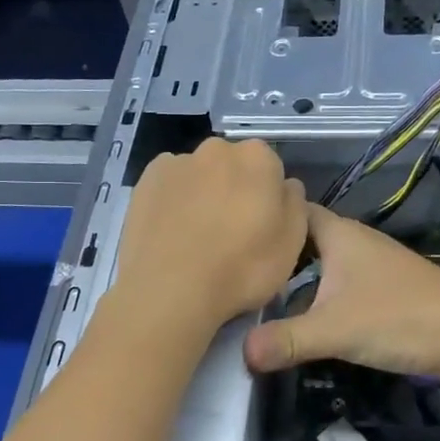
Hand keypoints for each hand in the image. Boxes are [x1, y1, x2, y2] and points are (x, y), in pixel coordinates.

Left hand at [109, 139, 307, 339]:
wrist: (170, 290)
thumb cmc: (242, 268)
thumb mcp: (292, 244)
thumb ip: (294, 204)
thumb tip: (286, 186)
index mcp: (258, 158)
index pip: (271, 170)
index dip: (268, 200)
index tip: (261, 228)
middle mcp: (217, 149)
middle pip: (234, 168)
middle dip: (235, 191)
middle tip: (230, 234)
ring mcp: (177, 162)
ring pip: (199, 176)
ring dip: (203, 196)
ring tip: (196, 239)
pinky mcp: (145, 181)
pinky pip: (169, 187)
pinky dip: (173, 202)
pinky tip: (172, 233)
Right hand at [244, 204, 439, 380]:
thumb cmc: (400, 318)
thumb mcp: (335, 329)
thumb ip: (286, 340)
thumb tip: (241, 353)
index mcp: (339, 235)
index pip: (293, 211)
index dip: (264, 219)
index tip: (231, 237)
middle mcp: (355, 242)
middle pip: (305, 239)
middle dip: (274, 254)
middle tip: (237, 274)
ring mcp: (373, 266)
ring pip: (324, 264)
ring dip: (296, 278)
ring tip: (259, 299)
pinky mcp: (385, 291)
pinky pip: (340, 284)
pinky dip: (319, 295)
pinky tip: (305, 318)